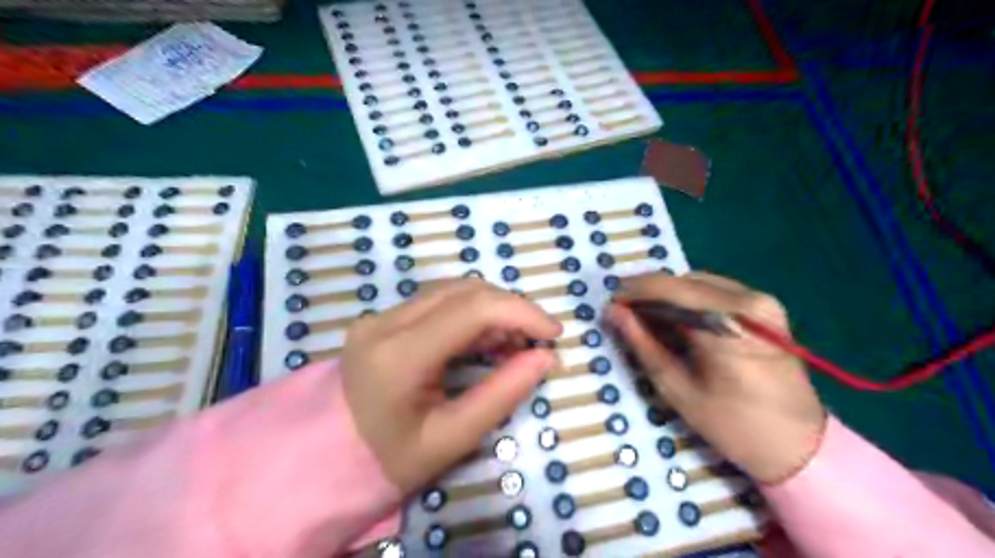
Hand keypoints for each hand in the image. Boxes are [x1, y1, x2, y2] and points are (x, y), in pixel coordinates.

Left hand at [341, 281, 557, 493]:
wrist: (329, 457)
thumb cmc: (391, 459)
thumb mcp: (453, 437)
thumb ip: (502, 394)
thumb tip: (545, 357)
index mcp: (399, 356)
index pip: (473, 309)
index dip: (522, 312)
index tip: (554, 334)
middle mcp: (385, 323)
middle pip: (465, 291)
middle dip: (511, 309)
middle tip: (536, 342)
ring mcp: (380, 316)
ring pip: (454, 291)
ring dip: (493, 309)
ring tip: (513, 344)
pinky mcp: (383, 318)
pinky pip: (439, 301)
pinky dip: (472, 313)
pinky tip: (486, 339)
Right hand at [606, 272, 824, 481]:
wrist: (800, 445)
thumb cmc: (732, 425)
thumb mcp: (676, 388)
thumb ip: (642, 344)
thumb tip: (613, 311)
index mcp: (727, 325)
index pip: (668, 289)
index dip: (633, 291)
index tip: (611, 304)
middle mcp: (748, 301)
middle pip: (683, 281)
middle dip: (650, 293)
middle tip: (627, 313)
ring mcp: (762, 300)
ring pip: (698, 282)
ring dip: (669, 295)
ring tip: (650, 318)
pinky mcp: (767, 306)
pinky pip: (716, 290)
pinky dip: (691, 299)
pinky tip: (680, 320)